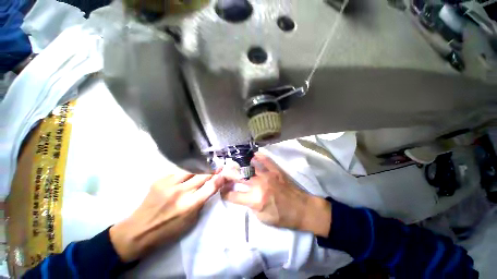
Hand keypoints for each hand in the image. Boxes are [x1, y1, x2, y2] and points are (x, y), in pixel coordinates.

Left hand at [110, 172, 224, 261]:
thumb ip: (201, 202)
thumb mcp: (191, 221)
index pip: (210, 187)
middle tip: (218, 166)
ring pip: (191, 169)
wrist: (138, 231)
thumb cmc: (168, 230)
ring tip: (205, 167)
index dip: (220, 178)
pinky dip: (186, 172)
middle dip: (213, 170)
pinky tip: (187, 174)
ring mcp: (169, 184)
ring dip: (200, 168)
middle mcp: (180, 192)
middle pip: (202, 175)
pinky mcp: (160, 180)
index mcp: (189, 205)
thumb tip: (209, 188)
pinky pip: (178, 172)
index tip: (225, 173)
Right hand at [221, 153, 331, 236]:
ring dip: (238, 165)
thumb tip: (243, 194)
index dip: (225, 193)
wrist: (302, 209)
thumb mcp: (262, 218)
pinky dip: (256, 156)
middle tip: (223, 174)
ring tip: (233, 164)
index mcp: (255, 199)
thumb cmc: (282, 217)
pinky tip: (251, 156)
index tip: (223, 191)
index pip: (233, 195)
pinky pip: (264, 159)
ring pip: (249, 166)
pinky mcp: (275, 170)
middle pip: (238, 176)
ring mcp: (268, 175)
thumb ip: (249, 205)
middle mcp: (259, 184)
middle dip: (227, 175)